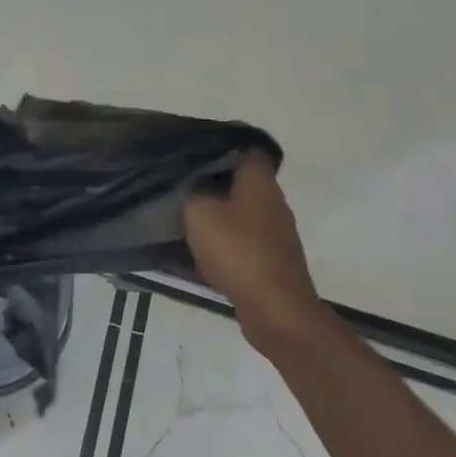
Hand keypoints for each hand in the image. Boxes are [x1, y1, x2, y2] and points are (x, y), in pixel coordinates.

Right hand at [182, 155, 329, 355]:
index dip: (221, 146)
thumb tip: (190, 190)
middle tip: (179, 183)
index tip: (193, 151)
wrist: (276, 311)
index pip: (247, 149)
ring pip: (239, 214)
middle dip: (212, 183)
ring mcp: (275, 235)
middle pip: (241, 183)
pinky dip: (221, 244)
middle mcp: (273, 203)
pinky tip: (195, 252)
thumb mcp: (198, 212)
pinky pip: (240, 243)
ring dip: (215, 216)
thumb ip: (190, 193)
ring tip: (181, 216)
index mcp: (260, 183)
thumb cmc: (237, 251)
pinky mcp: (270, 261)